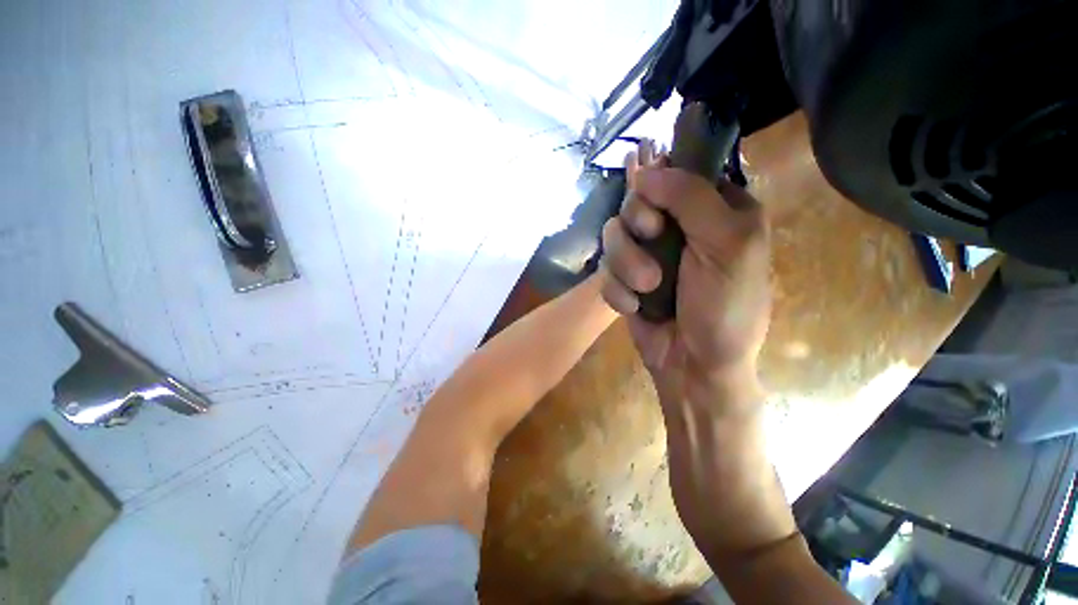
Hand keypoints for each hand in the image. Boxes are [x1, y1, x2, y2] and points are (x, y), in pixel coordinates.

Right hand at [601, 144, 770, 409]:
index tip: (656, 200)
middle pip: (635, 201)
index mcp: (713, 210)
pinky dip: (618, 291)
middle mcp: (676, 226)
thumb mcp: (728, 246)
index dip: (658, 181)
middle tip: (653, 239)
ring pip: (613, 235)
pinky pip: (604, 271)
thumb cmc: (725, 307)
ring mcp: (645, 254)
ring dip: (627, 264)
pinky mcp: (624, 279)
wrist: (695, 365)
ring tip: (648, 288)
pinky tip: (636, 307)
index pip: (675, 171)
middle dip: (638, 225)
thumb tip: (645, 171)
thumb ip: (691, 198)